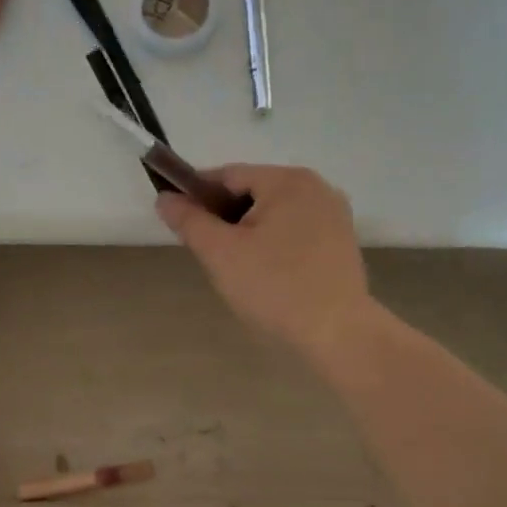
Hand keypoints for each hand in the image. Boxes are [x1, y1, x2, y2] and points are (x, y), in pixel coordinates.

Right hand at [156, 165, 372, 358]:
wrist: (337, 332)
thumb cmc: (274, 287)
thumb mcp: (221, 253)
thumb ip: (189, 221)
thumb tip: (165, 198)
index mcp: (287, 180)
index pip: (228, 175)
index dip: (197, 195)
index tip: (178, 221)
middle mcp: (316, 187)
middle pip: (253, 192)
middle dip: (225, 218)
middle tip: (208, 254)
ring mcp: (334, 214)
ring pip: (274, 214)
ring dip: (248, 233)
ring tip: (236, 268)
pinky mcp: (341, 242)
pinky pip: (295, 232)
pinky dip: (274, 244)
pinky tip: (267, 274)